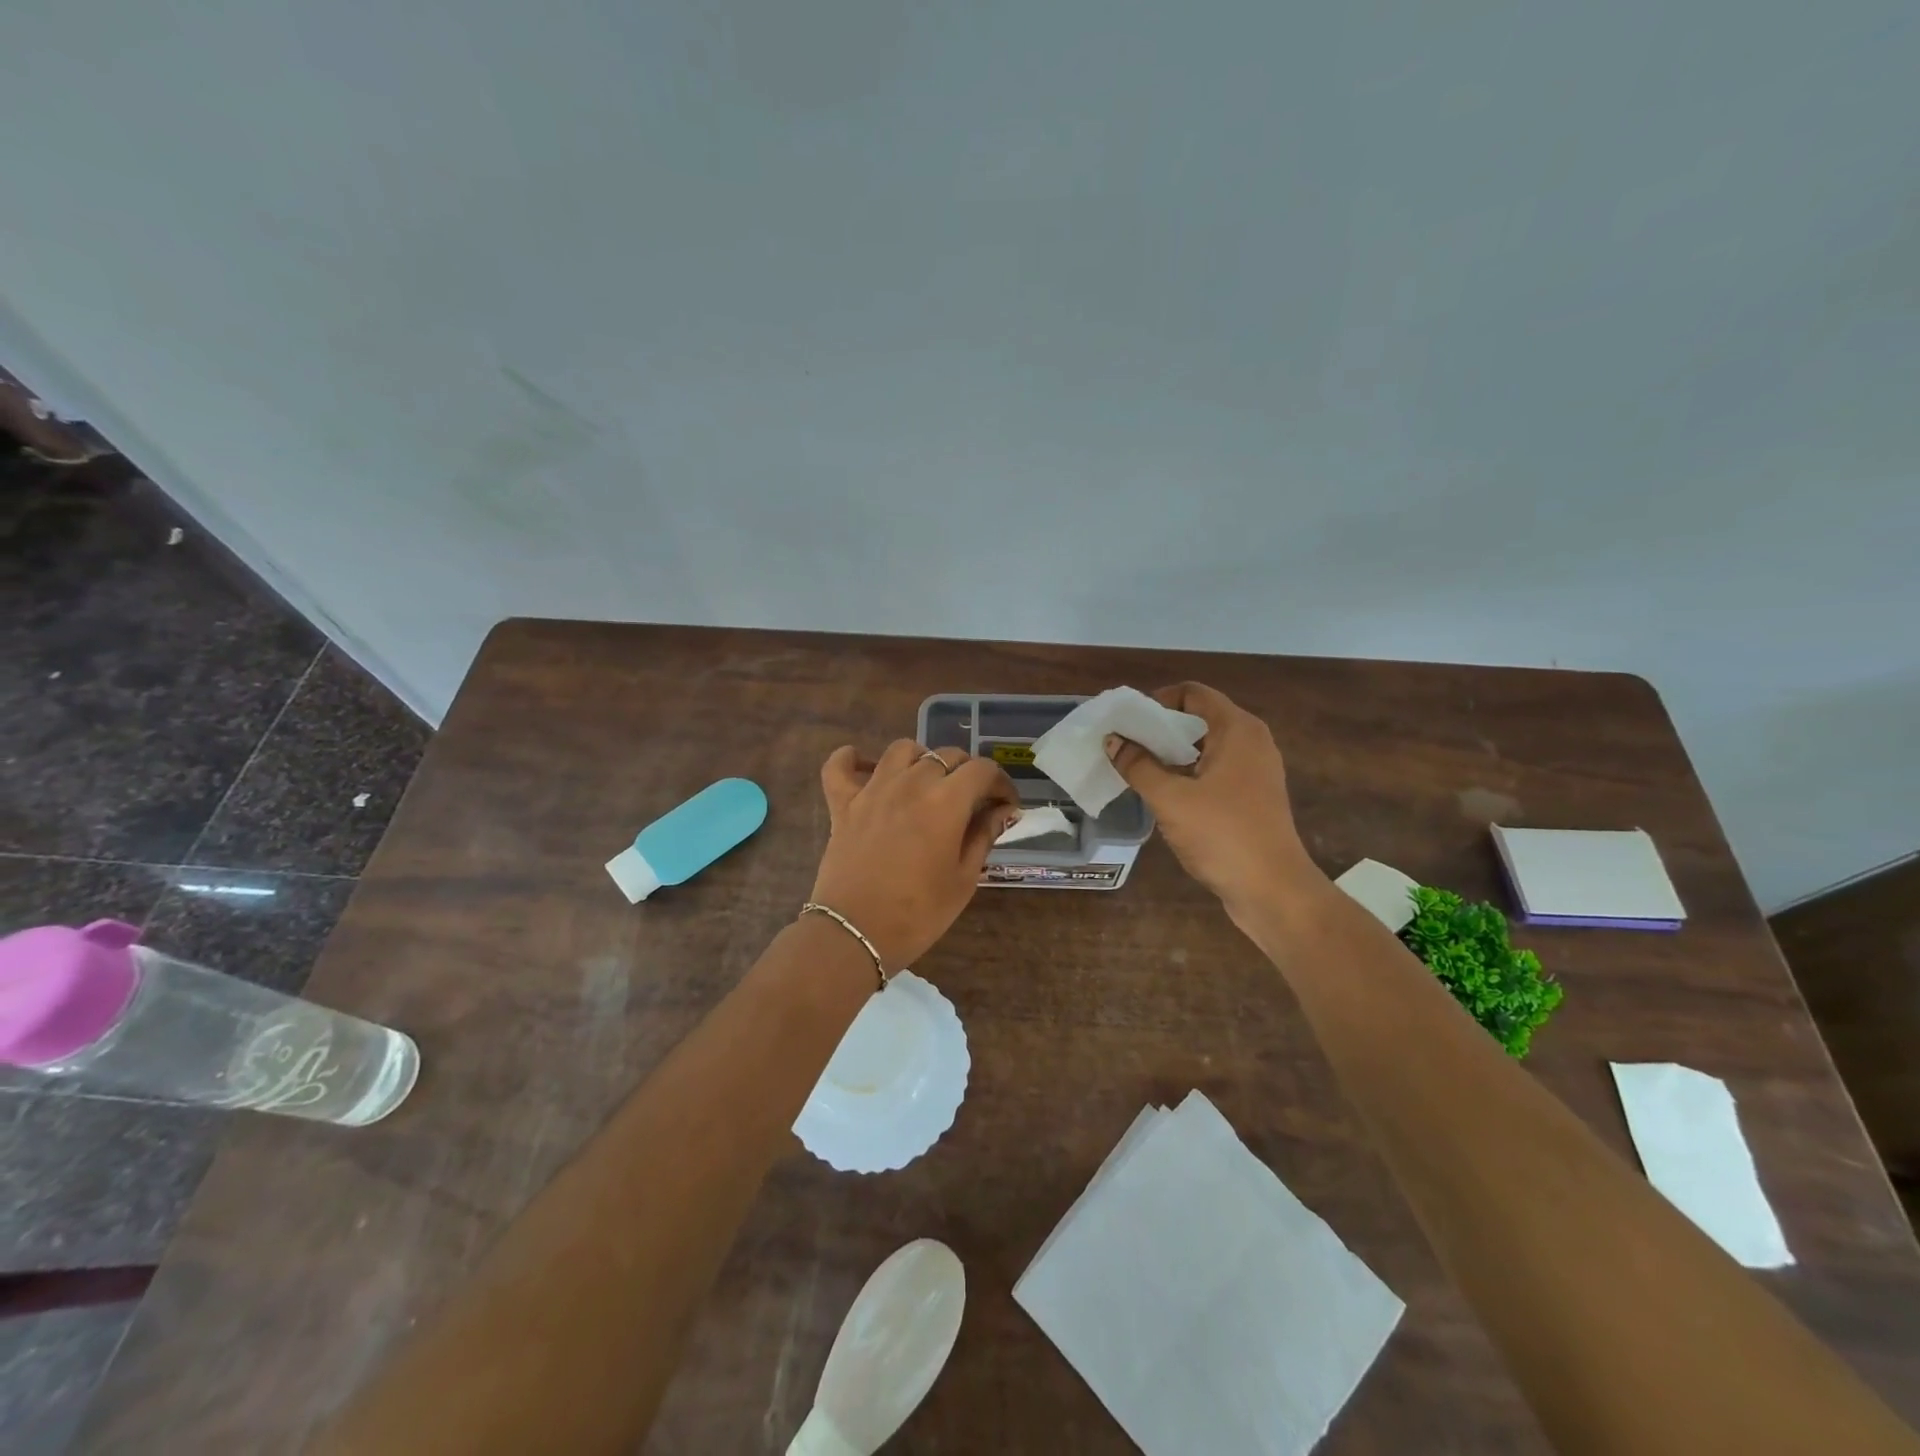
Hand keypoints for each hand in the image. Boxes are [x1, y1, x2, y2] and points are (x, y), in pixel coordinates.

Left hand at [811, 741, 1021, 970]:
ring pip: (902, 750)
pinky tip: (866, 768)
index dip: (1000, 783)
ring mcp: (873, 790)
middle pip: (946, 755)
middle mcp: (911, 783)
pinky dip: (851, 759)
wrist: (855, 934)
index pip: (982, 770)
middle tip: (972, 801)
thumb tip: (1003, 811)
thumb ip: (984, 836)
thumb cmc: (918, 913)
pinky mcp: (843, 803)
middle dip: (967, 773)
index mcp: (946, 801)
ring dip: (921, 759)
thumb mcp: (964, 879)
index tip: (1005, 805)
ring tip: (927, 782)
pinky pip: (840, 765)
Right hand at [1105, 682, 1324, 926]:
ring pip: (1206, 748)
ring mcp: (1255, 771)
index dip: (1157, 701)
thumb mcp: (1170, 799)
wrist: (1273, 890)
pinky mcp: (1253, 797)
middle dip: (1160, 729)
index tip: (1128, 723)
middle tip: (1125, 745)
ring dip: (1171, 754)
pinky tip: (1163, 795)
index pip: (1193, 693)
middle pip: (1199, 719)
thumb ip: (1138, 766)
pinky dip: (1188, 774)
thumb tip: (1113, 741)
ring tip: (1137, 769)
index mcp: (1237, 730)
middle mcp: (1252, 742)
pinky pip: (1215, 771)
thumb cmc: (1223, 835)